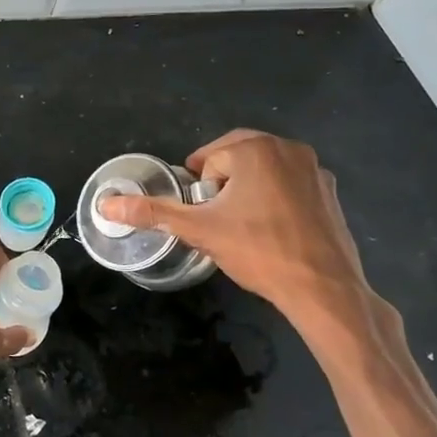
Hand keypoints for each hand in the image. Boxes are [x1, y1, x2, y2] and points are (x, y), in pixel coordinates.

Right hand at [94, 130, 370, 326]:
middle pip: (237, 158)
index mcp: (255, 148)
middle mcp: (288, 147)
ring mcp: (315, 169)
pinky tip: (275, 232)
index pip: (209, 160)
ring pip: (265, 170)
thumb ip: (152, 213)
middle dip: (222, 186)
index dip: (201, 190)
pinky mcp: (331, 192)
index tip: (205, 217)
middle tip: (219, 221)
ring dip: (249, 190)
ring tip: (245, 228)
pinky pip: (291, 185)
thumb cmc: (258, 251)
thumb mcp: (199, 230)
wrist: (322, 288)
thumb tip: (105, 205)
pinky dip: (277, 200)